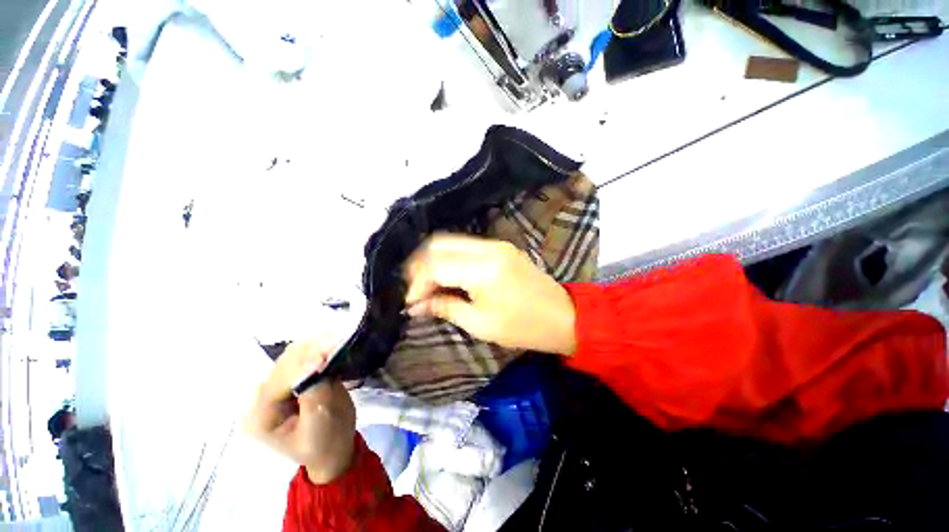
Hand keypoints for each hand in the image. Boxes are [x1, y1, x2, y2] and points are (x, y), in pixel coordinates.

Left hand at [244, 339, 355, 483]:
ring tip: (337, 341)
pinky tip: (333, 346)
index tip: (329, 351)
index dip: (303, 364)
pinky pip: (305, 357)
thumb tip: (316, 361)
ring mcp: (280, 386)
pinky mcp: (296, 379)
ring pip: (294, 355)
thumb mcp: (319, 425)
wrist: (335, 449)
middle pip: (285, 363)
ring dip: (315, 346)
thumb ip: (314, 393)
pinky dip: (319, 349)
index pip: (280, 380)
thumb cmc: (326, 444)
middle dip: (310, 350)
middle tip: (337, 342)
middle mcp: (264, 397)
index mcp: (261, 415)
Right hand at [404, 234, 576, 354]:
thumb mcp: (480, 324)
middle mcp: (488, 247)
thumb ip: (444, 307)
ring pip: (451, 241)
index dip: (416, 283)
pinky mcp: (500, 247)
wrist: (564, 316)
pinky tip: (446, 275)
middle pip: (439, 243)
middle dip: (420, 265)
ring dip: (433, 260)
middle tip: (413, 289)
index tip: (409, 303)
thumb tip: (415, 305)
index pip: (435, 264)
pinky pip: (465, 246)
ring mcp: (496, 244)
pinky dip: (450, 258)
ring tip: (426, 284)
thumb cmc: (523, 327)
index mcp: (483, 269)